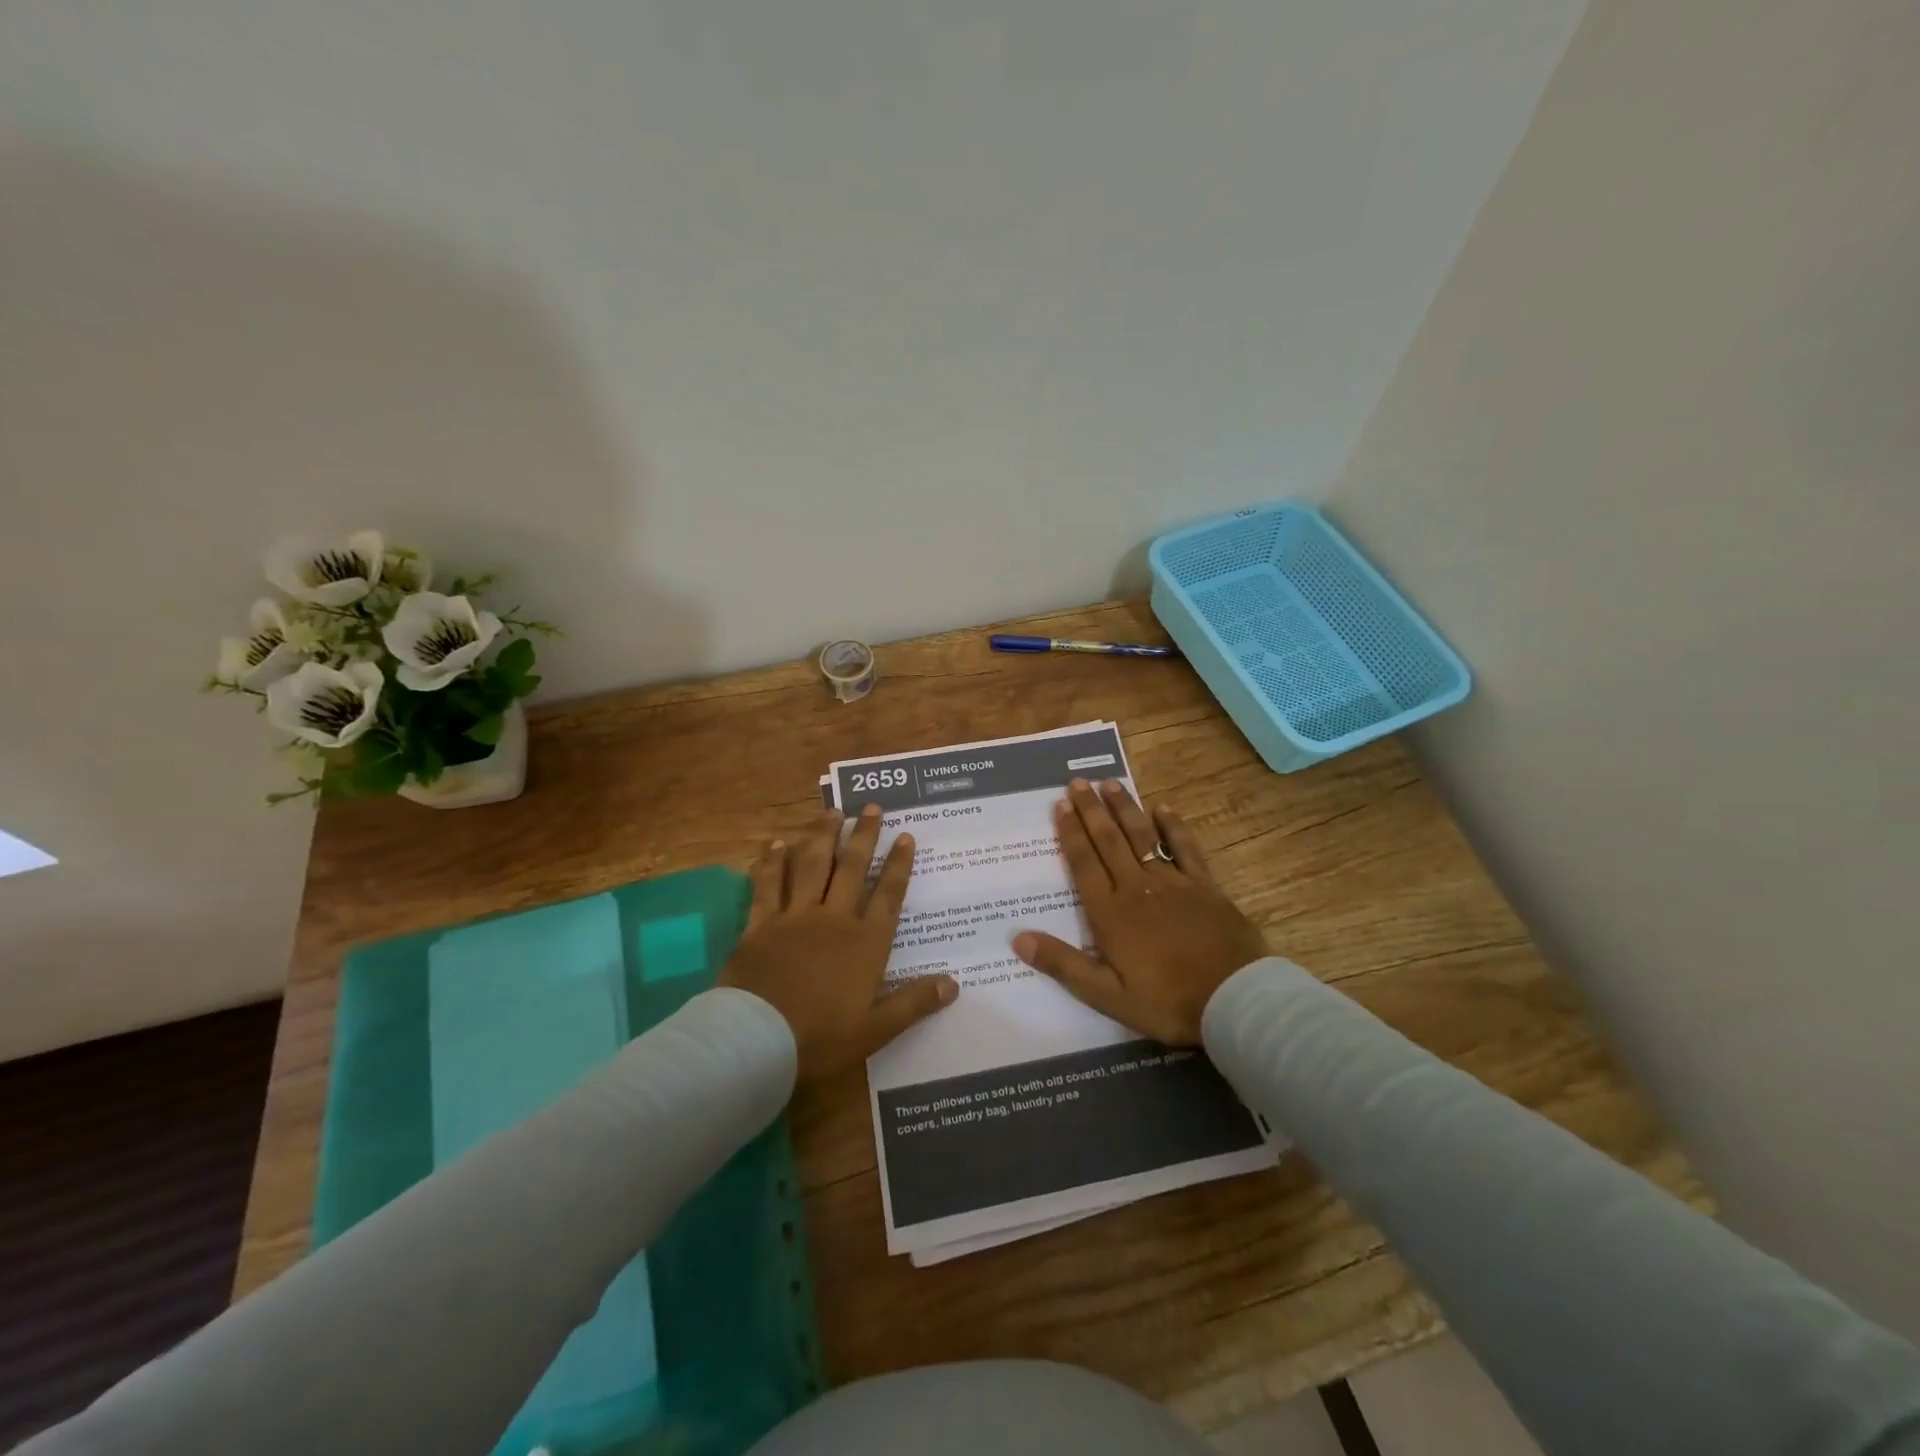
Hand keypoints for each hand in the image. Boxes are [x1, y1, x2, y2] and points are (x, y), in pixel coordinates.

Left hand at [720, 804, 957, 1082]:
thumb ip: (914, 1003)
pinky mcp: (760, 924)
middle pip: (851, 869)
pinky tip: (776, 843)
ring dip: (822, 836)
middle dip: (863, 836)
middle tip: (871, 807)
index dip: (898, 865)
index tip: (906, 835)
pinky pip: (768, 885)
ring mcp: (794, 917)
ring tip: (831, 811)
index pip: (887, 895)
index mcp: (864, 943)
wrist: (757, 1040)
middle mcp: (832, 920)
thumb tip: (954, 984)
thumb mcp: (876, 1029)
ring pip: (811, 866)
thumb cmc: (821, 1036)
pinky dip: (773, 863)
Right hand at [1012, 779, 1267, 1045]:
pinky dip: (1173, 827)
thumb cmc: (1166, 1002)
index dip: (1070, 832)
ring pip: (1142, 836)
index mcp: (1110, 913)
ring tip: (1110, 783)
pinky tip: (1163, 808)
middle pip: (1109, 841)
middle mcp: (1136, 888)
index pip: (1083, 863)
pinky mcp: (1204, 886)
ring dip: (1125, 808)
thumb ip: (1063, 964)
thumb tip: (1018, 938)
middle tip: (1078, 782)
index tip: (1060, 805)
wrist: (1233, 1000)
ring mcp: (1173, 883)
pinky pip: (1185, 848)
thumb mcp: (1106, 995)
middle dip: (1092, 810)